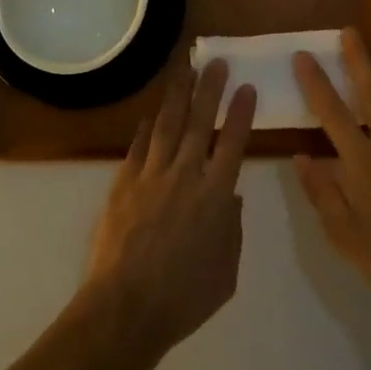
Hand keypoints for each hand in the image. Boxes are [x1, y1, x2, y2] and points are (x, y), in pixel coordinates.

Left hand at [75, 64, 257, 369]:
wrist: (126, 307)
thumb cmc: (184, 298)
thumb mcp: (226, 273)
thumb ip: (232, 229)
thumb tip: (230, 196)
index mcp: (215, 196)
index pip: (233, 143)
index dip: (241, 113)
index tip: (247, 87)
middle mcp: (186, 175)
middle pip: (200, 122)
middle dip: (210, 89)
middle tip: (215, 62)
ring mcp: (152, 174)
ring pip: (168, 124)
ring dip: (178, 95)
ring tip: (185, 70)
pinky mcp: (124, 181)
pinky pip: (139, 145)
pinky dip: (147, 126)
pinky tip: (151, 113)